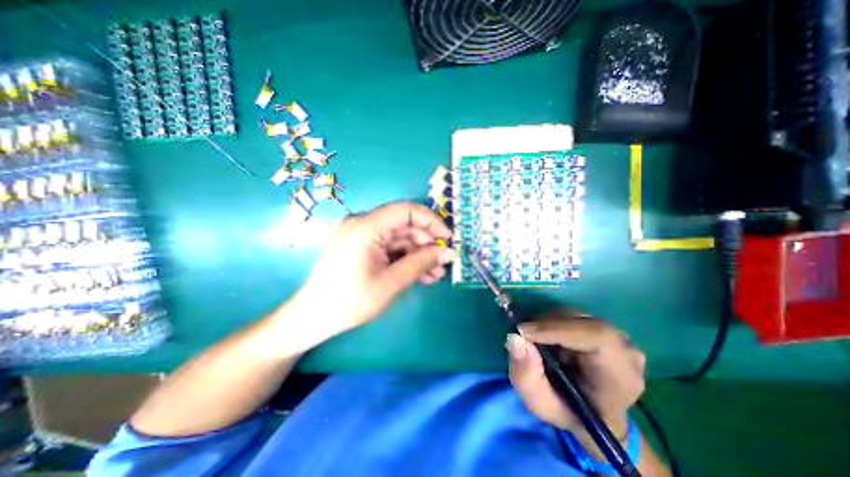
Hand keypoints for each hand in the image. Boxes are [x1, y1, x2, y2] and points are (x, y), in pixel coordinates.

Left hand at [290, 203, 455, 344]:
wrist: (313, 317)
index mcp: (367, 226)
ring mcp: (362, 235)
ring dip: (419, 253)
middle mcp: (364, 224)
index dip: (432, 221)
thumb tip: (448, 252)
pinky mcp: (362, 246)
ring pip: (400, 238)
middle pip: (405, 225)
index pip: (407, 210)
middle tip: (443, 262)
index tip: (447, 239)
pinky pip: (390, 247)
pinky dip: (406, 258)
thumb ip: (421, 263)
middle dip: (427, 243)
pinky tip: (420, 273)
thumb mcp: (391, 282)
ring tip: (435, 273)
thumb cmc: (350, 301)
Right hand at [504, 314, 645, 447]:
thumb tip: (514, 338)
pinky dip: (552, 321)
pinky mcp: (604, 327)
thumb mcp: (541, 404)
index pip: (597, 337)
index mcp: (621, 377)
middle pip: (582, 321)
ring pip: (575, 315)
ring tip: (534, 338)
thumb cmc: (569, 412)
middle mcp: (625, 351)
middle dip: (546, 324)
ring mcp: (617, 336)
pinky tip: (545, 335)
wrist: (593, 412)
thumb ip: (526, 375)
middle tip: (523, 334)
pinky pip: (573, 315)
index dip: (558, 329)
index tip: (524, 332)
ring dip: (547, 322)